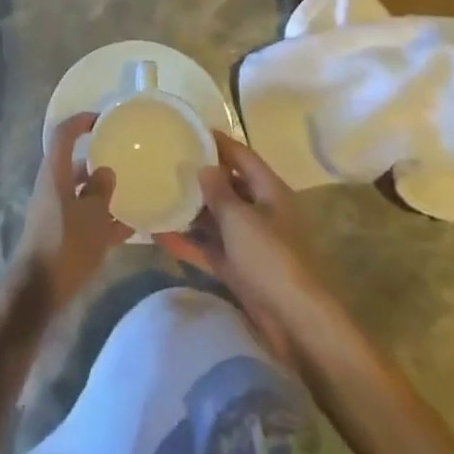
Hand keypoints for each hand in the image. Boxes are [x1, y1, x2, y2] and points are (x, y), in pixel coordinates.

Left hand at [6, 113, 130, 313]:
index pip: (63, 134)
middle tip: (127, 159)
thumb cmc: (65, 246)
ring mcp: (55, 212)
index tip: (104, 120)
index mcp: (54, 174)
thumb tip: (106, 171)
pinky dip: (104, 219)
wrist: (39, 293)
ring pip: (82, 193)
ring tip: (135, 193)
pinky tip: (130, 228)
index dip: (81, 121)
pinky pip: (85, 218)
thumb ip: (101, 190)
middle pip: (75, 164)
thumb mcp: (92, 216)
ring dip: (104, 192)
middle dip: (100, 160)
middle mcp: (52, 187)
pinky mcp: (61, 235)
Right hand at [157, 131, 333, 359]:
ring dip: (191, 211)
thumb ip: (218, 191)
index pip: (241, 156)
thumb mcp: (240, 218)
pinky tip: (161, 236)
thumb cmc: (270, 258)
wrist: (295, 322)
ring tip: (158, 196)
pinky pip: (211, 247)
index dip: (218, 142)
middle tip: (166, 165)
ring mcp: (251, 241)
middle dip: (200, 177)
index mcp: (270, 191)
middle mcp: (262, 211)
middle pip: (228, 186)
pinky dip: (190, 242)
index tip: (189, 131)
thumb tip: (204, 167)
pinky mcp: (240, 268)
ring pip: (217, 218)